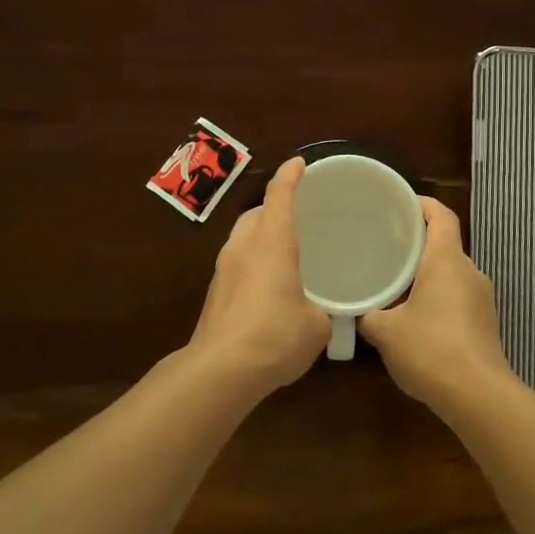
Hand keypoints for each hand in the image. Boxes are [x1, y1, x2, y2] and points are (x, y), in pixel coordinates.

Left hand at [186, 156, 330, 393]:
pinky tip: (267, 286)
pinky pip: (236, 264)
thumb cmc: (276, 335)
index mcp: (272, 242)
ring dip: (260, 236)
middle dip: (273, 207)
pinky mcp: (214, 294)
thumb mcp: (316, 325)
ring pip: (242, 238)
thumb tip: (318, 313)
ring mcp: (223, 270)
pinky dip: (252, 263)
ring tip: (282, 251)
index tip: (299, 163)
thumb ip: (320, 311)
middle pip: (256, 213)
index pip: (280, 195)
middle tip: (295, 214)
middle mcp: (244, 246)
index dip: (290, 176)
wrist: (221, 370)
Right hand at [359, 197, 516, 412]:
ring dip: (427, 272)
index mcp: (447, 260)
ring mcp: (482, 298)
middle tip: (386, 243)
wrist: (477, 395)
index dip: (422, 203)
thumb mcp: (386, 331)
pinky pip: (458, 296)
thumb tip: (357, 310)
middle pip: (445, 243)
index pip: (440, 215)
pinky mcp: (485, 322)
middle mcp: (469, 271)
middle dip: (418, 241)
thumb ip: (368, 315)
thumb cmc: (430, 349)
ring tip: (396, 279)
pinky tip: (415, 315)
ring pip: (452, 272)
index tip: (399, 202)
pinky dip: (437, 296)